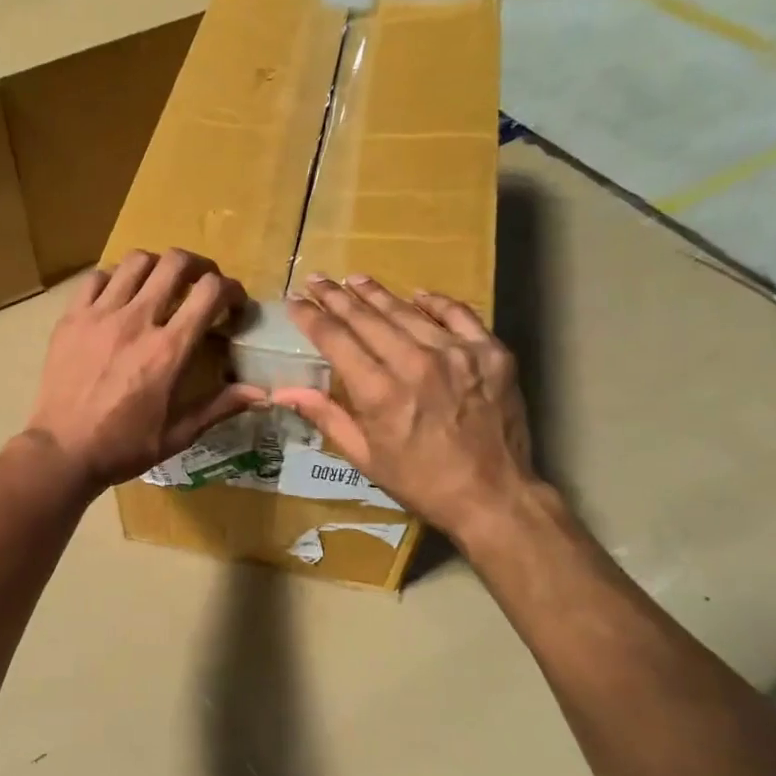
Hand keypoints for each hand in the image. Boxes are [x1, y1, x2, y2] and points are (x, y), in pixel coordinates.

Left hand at [26, 249, 264, 496]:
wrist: (63, 451)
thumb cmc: (124, 446)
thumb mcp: (178, 434)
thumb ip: (220, 406)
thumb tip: (262, 392)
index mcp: (168, 350)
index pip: (210, 292)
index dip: (231, 289)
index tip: (233, 303)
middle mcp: (137, 321)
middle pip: (176, 263)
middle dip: (199, 266)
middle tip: (202, 283)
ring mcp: (100, 315)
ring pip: (136, 261)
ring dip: (157, 266)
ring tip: (160, 284)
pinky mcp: (71, 318)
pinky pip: (96, 277)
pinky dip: (115, 278)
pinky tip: (118, 297)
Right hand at [274, 275, 541, 542]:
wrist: (492, 496)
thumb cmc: (420, 482)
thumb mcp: (364, 456)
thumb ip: (325, 415)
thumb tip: (282, 391)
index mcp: (380, 393)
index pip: (336, 340)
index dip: (311, 317)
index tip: (294, 301)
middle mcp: (416, 364)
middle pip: (367, 318)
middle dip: (337, 296)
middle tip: (318, 279)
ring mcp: (458, 355)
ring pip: (408, 312)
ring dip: (377, 293)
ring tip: (355, 279)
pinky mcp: (491, 354)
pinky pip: (458, 315)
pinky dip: (435, 303)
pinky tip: (418, 295)